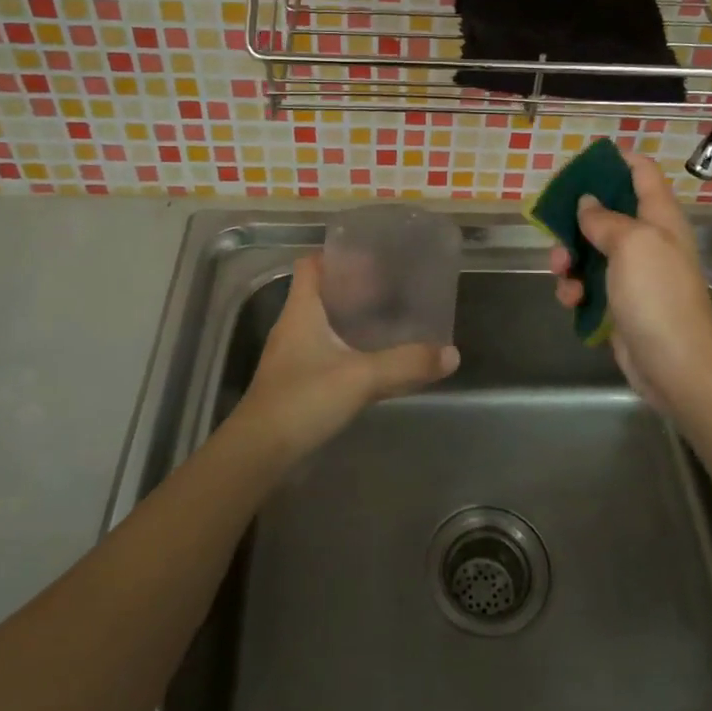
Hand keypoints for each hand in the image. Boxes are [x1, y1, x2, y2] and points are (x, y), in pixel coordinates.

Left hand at [234, 255, 458, 458]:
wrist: (259, 454)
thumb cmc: (303, 400)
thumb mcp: (361, 377)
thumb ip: (406, 363)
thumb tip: (452, 354)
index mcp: (301, 311)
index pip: (311, 265)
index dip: (337, 256)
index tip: (371, 257)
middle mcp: (293, 327)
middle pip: (321, 293)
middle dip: (354, 288)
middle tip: (391, 288)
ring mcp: (292, 357)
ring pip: (324, 325)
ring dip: (351, 320)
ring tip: (388, 320)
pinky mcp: (296, 384)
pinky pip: (325, 353)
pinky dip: (347, 349)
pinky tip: (372, 361)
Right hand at [548, 147, 711, 412]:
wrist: (675, 365)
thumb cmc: (657, 295)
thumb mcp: (632, 243)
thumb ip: (605, 218)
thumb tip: (587, 202)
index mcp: (659, 217)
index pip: (642, 172)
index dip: (615, 160)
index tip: (582, 162)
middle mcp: (647, 240)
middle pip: (606, 211)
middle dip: (576, 217)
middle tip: (555, 226)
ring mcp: (633, 274)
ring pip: (589, 250)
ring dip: (569, 258)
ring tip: (561, 272)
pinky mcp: (618, 303)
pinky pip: (588, 285)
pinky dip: (575, 289)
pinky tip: (571, 301)